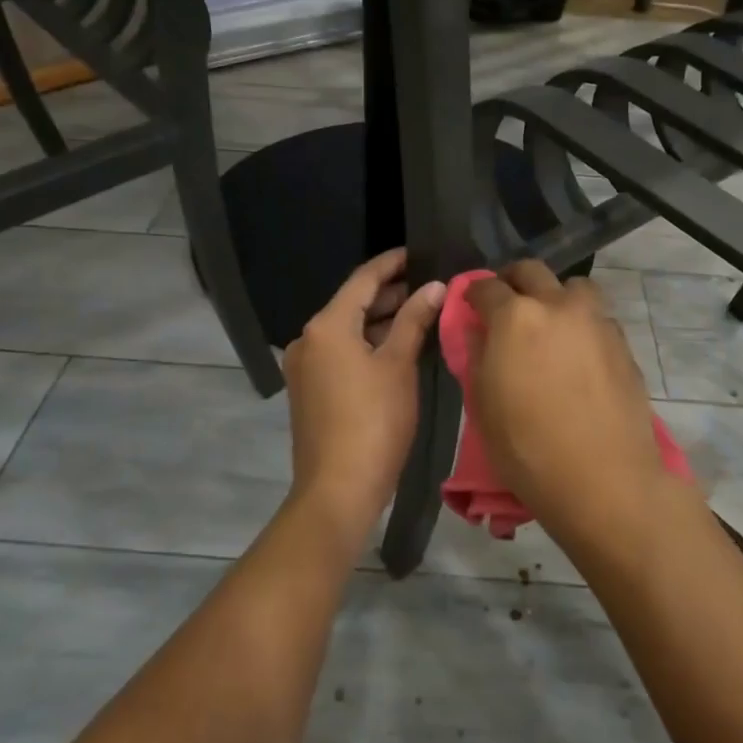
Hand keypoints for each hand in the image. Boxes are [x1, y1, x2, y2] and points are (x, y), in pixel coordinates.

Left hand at [284, 249, 445, 544]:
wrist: (338, 489)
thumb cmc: (374, 421)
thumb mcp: (399, 365)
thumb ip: (415, 320)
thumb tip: (436, 286)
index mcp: (326, 326)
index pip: (363, 279)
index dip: (392, 263)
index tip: (419, 252)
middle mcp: (308, 339)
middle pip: (352, 304)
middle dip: (390, 294)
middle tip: (430, 286)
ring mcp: (305, 366)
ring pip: (348, 330)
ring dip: (381, 321)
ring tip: (421, 313)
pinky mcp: (310, 390)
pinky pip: (341, 352)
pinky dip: (368, 344)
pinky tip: (397, 347)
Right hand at [466, 261, 670, 556]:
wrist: (604, 479)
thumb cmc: (528, 448)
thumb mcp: (483, 406)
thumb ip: (477, 358)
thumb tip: (477, 332)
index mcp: (515, 317)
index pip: (486, 287)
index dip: (473, 293)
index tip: (469, 304)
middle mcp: (557, 306)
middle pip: (532, 271)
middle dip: (513, 280)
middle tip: (506, 304)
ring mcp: (596, 322)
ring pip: (573, 287)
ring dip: (556, 296)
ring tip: (550, 324)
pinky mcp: (623, 344)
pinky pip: (597, 317)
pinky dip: (582, 323)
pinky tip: (577, 354)